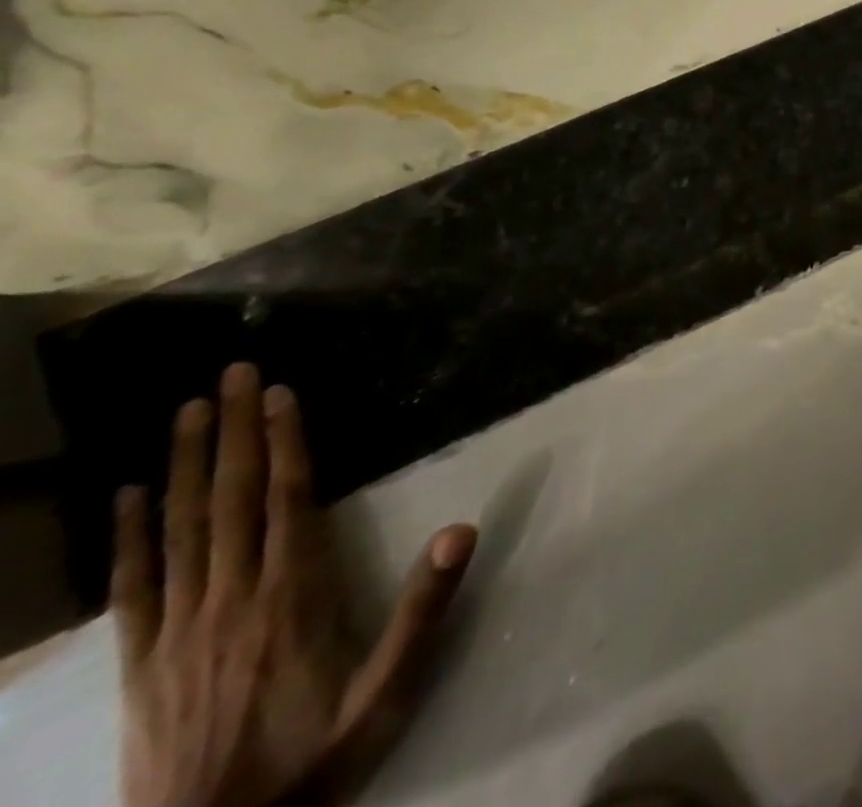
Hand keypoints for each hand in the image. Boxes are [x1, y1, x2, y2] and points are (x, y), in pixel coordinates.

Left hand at [114, 364, 476, 806]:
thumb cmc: (316, 757)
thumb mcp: (387, 692)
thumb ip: (423, 610)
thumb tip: (462, 529)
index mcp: (291, 597)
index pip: (288, 500)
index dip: (284, 444)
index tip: (280, 394)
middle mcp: (231, 598)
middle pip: (231, 500)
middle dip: (233, 432)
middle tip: (233, 374)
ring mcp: (178, 630)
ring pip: (181, 529)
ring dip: (184, 465)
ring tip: (187, 411)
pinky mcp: (141, 662)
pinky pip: (134, 587)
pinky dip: (131, 537)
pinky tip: (127, 498)